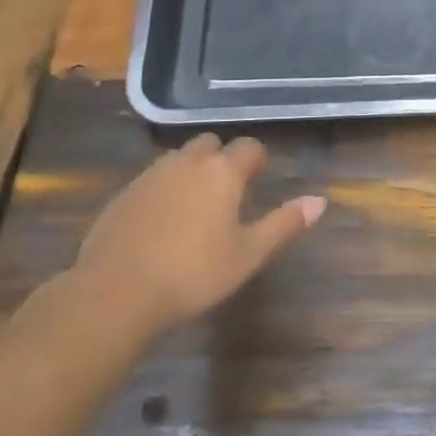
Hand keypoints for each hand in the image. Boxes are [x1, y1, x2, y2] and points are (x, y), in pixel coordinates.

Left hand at [70, 134, 325, 337]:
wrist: (115, 292)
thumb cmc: (193, 274)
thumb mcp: (249, 254)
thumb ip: (285, 224)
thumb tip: (320, 200)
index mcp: (223, 171)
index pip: (249, 147)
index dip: (257, 161)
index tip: (257, 182)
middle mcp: (189, 162)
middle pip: (212, 144)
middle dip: (222, 159)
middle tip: (227, 193)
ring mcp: (152, 174)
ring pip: (180, 158)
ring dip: (192, 171)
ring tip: (195, 207)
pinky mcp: (124, 193)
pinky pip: (153, 178)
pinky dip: (164, 189)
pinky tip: (161, 222)